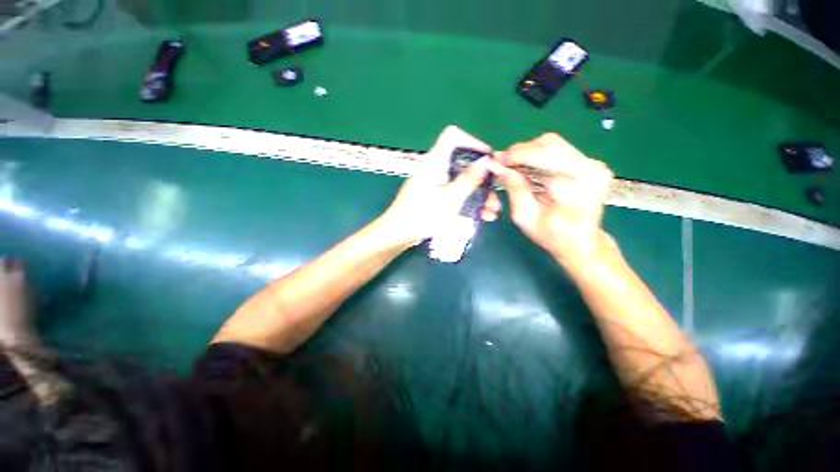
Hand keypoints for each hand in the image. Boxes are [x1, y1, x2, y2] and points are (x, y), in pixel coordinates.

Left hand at [378, 126, 502, 248]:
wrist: (398, 235)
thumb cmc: (423, 214)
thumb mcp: (450, 198)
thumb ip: (469, 180)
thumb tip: (485, 161)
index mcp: (435, 162)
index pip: (452, 136)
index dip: (472, 141)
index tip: (488, 158)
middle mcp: (435, 170)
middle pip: (462, 163)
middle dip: (482, 177)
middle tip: (496, 190)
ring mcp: (435, 185)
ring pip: (461, 183)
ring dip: (478, 194)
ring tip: (493, 211)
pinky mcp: (435, 199)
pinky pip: (455, 195)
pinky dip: (468, 203)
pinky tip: (482, 216)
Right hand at [492, 133, 613, 267]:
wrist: (583, 242)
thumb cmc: (552, 236)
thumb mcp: (526, 218)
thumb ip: (515, 190)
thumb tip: (500, 168)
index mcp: (575, 187)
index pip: (544, 156)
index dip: (517, 155)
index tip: (497, 160)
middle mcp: (590, 170)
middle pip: (550, 144)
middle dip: (521, 151)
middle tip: (503, 164)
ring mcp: (594, 164)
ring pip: (554, 143)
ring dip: (529, 153)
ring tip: (515, 168)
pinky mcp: (591, 163)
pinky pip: (559, 150)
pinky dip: (539, 156)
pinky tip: (529, 170)